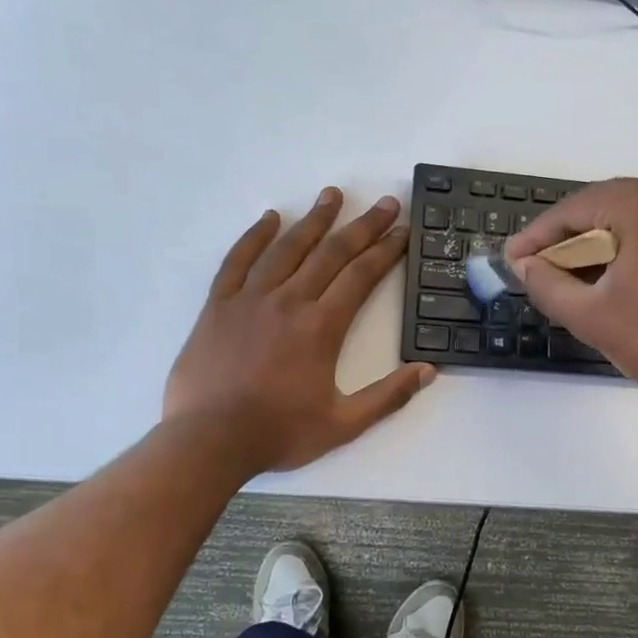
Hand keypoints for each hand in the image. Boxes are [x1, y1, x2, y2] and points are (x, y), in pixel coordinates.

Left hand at [164, 187, 432, 474]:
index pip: (361, 276)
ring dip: (314, 219)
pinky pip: (238, 260)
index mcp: (322, 327)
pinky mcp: (219, 305)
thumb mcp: (344, 424)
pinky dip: (255, 236)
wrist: (209, 441)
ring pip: (288, 248)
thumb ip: (388, 397)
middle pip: (332, 253)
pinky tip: (270, 218)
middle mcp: (289, 301)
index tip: (404, 230)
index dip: (386, 250)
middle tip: (386, 203)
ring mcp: (250, 299)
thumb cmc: (279, 433)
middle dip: (363, 226)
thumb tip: (427, 371)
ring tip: (333, 195)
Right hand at [505, 175, 637, 410]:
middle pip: (599, 208)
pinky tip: (607, 279)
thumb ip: (546, 284)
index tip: (510, 260)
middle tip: (534, 271)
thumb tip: (524, 264)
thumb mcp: (592, 316)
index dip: (537, 236)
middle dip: (566, 241)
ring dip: (594, 247)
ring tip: (565, 280)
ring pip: (625, 219)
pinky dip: (625, 249)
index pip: (572, 209)